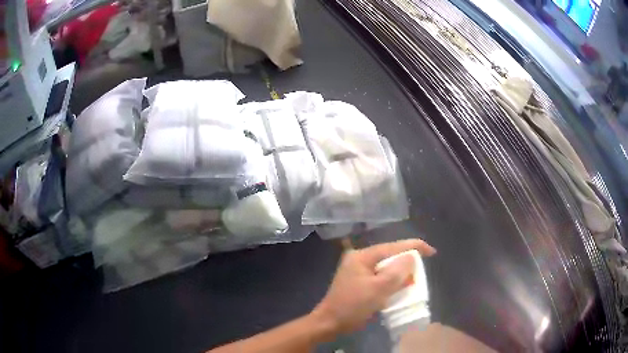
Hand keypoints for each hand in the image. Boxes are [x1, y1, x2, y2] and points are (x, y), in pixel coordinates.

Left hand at [312, 239, 435, 334]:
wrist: (330, 323)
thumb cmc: (352, 306)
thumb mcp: (378, 289)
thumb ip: (396, 272)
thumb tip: (411, 257)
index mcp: (362, 256)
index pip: (393, 247)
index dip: (414, 247)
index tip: (431, 252)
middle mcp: (360, 260)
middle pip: (390, 256)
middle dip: (406, 263)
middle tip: (421, 272)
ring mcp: (358, 271)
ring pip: (386, 268)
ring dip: (399, 275)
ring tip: (413, 281)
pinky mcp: (359, 283)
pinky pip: (380, 278)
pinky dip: (391, 282)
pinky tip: (398, 289)